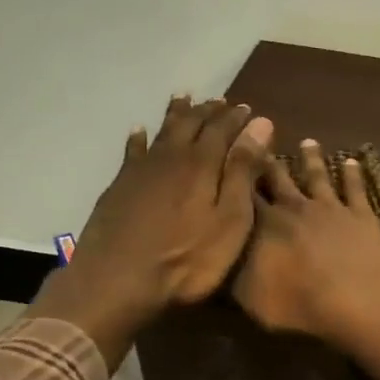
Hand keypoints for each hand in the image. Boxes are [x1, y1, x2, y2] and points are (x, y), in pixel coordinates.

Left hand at [29, 95, 272, 367]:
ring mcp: (141, 171)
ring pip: (162, 132)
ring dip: (176, 115)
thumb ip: (243, 171)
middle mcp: (171, 158)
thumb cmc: (188, 258)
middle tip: (220, 101)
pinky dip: (139, 139)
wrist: (119, 280)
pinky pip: (132, 152)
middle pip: (191, 125)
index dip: (237, 119)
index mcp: (202, 164)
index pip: (223, 130)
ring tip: (184, 99)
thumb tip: (260, 124)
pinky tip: (139, 132)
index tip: (249, 109)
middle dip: (208, 112)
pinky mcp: (120, 187)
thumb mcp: (230, 219)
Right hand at [232, 140, 379, 347]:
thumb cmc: (300, 304)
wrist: (357, 301)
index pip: (243, 193)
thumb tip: (217, 255)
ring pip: (317, 175)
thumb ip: (233, 274)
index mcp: (264, 223)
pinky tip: (352, 161)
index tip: (227, 158)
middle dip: (268, 160)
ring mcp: (330, 207)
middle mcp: (295, 206)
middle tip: (262, 140)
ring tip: (308, 141)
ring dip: (312, 158)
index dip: (234, 176)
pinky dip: (353, 173)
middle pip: (278, 177)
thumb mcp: (251, 298)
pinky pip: (355, 188)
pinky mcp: (361, 214)